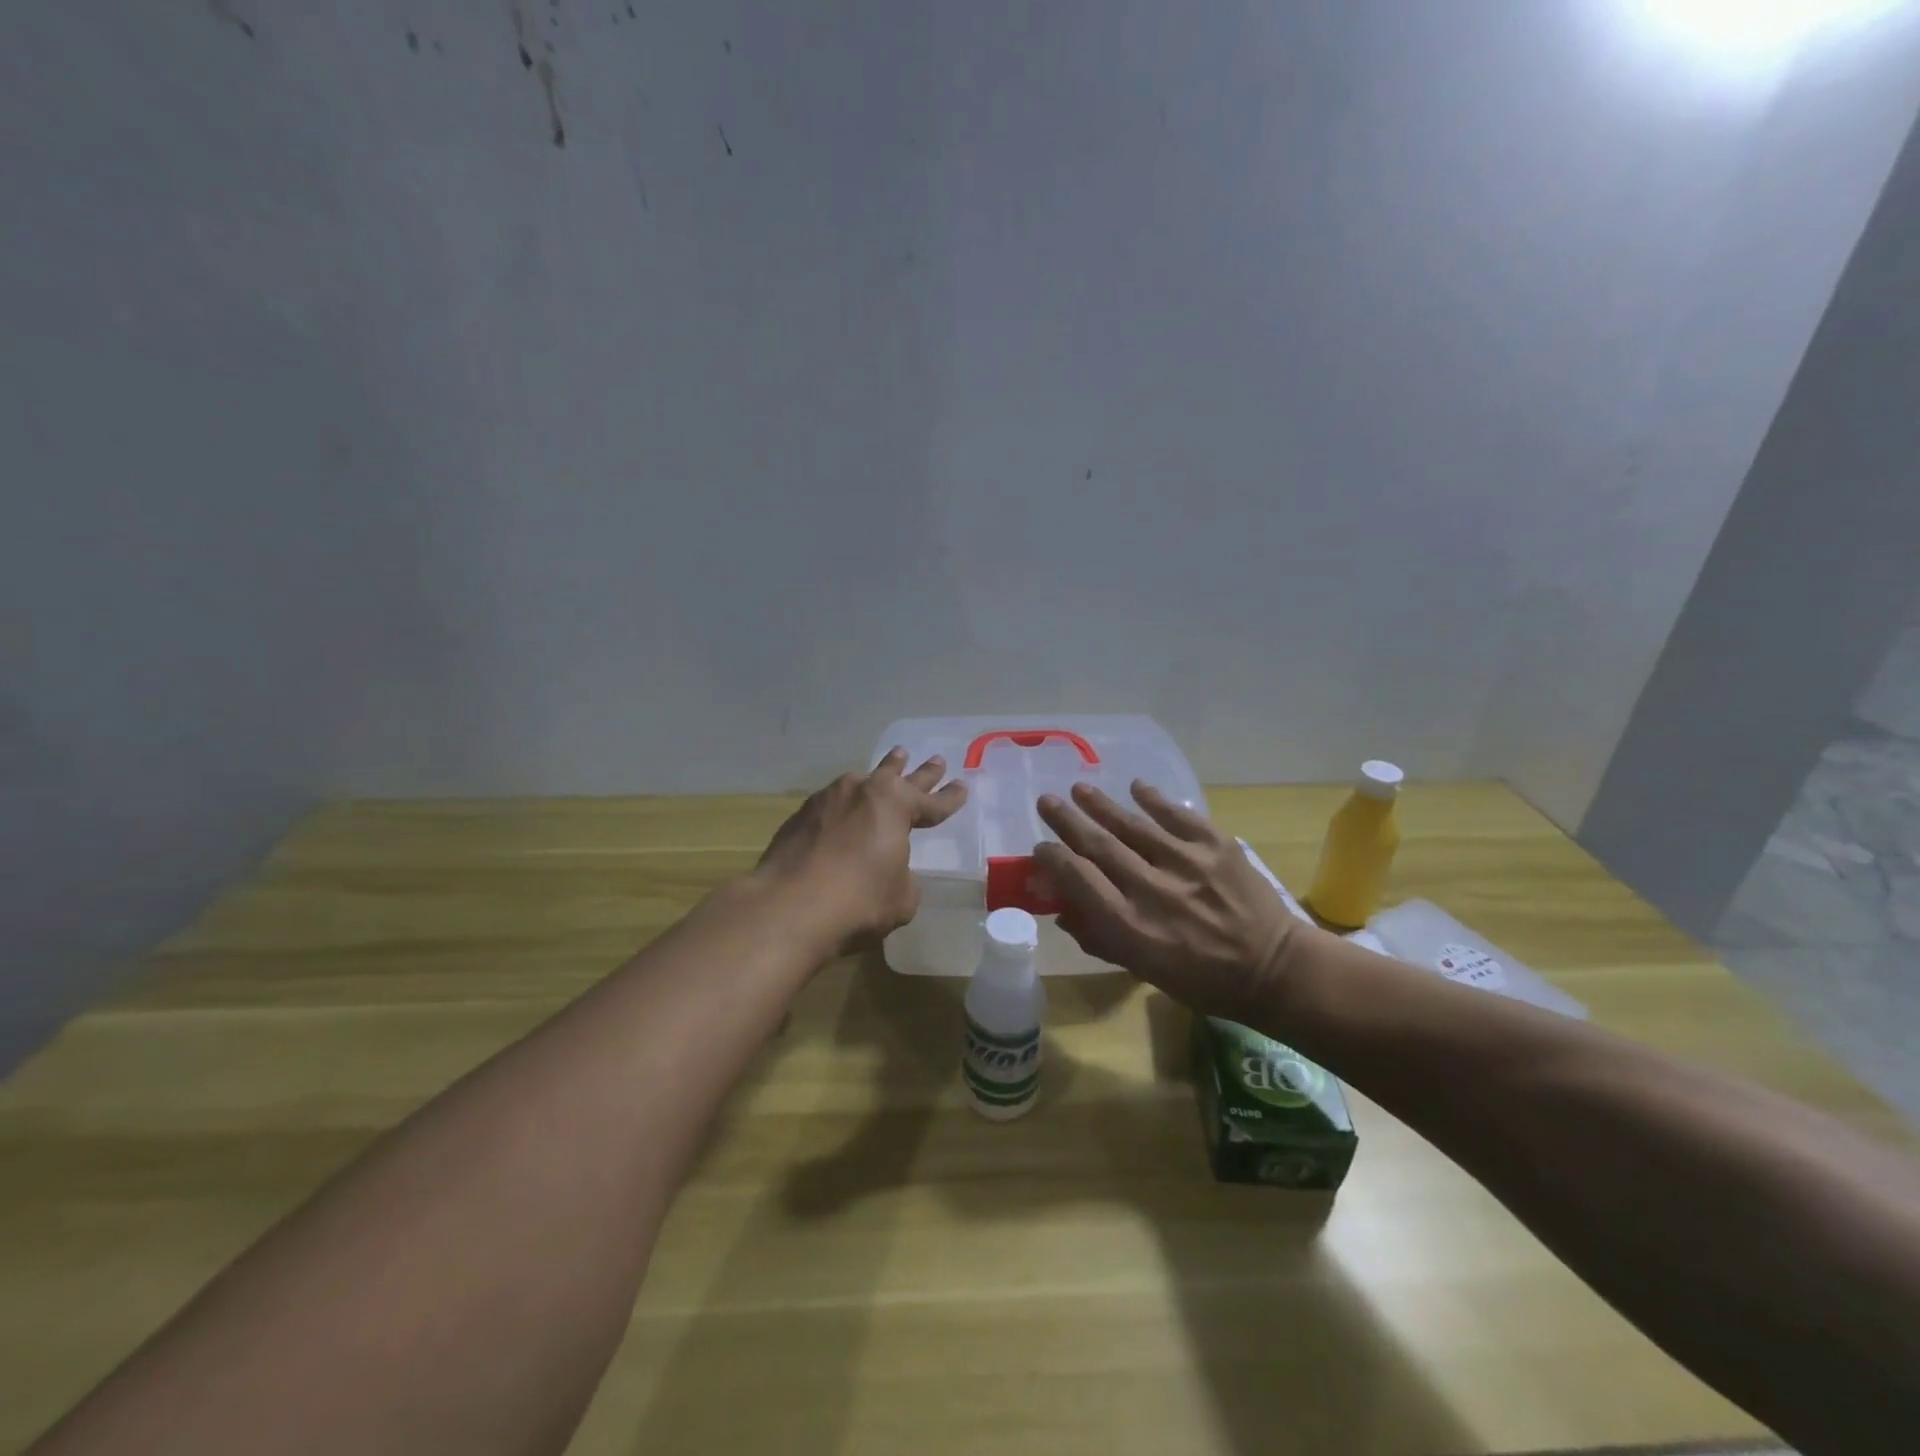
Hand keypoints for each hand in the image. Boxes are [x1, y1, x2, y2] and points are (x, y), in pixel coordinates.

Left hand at [753, 749, 967, 949]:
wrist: (787, 908)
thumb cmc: (858, 901)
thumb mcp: (901, 897)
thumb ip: (902, 878)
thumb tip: (890, 873)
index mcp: (895, 806)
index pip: (932, 803)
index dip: (950, 798)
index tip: (962, 786)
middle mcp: (861, 792)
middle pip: (898, 777)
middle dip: (920, 772)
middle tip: (935, 761)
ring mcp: (826, 801)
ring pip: (860, 783)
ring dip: (878, 777)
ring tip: (890, 766)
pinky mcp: (799, 817)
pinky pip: (832, 804)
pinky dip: (845, 807)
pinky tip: (845, 810)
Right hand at [1034, 781, 1314, 1022]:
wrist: (1274, 970)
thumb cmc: (1203, 980)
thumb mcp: (1144, 971)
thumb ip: (1101, 939)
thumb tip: (1063, 911)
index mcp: (1131, 926)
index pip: (1078, 879)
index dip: (1053, 859)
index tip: (1041, 847)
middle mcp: (1152, 890)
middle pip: (1098, 845)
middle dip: (1067, 820)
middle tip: (1046, 801)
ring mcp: (1186, 863)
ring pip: (1132, 825)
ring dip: (1101, 805)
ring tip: (1080, 790)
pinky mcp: (1216, 846)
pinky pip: (1177, 815)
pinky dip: (1154, 799)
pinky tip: (1136, 787)